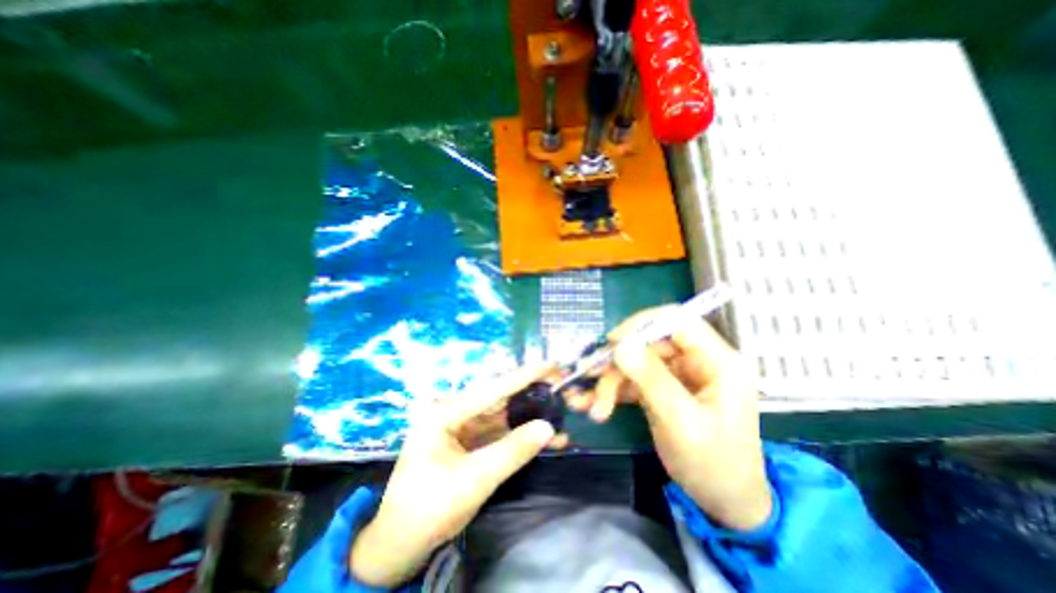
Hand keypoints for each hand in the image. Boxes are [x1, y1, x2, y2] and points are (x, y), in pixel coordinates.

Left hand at [349, 363, 565, 585]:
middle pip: (499, 398)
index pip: (492, 389)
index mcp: (445, 412)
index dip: (524, 375)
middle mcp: (453, 411)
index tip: (550, 364)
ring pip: (502, 416)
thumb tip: (548, 427)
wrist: (401, 543)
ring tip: (558, 409)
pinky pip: (498, 433)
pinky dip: (519, 435)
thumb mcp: (473, 480)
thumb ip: (512, 451)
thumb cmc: (429, 508)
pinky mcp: (469, 441)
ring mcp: (461, 426)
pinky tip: (542, 436)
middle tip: (560, 385)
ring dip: (529, 416)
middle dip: (530, 393)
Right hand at [581, 309, 772, 529]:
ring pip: (637, 361)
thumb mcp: (681, 423)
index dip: (642, 324)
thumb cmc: (713, 465)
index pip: (678, 321)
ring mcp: (679, 374)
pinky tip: (596, 406)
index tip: (612, 342)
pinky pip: (634, 378)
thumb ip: (652, 380)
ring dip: (611, 380)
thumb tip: (621, 344)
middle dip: (618, 362)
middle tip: (592, 378)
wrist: (724, 501)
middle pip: (650, 343)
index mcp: (718, 362)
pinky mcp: (664, 387)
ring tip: (592, 406)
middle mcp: (698, 360)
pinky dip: (614, 390)